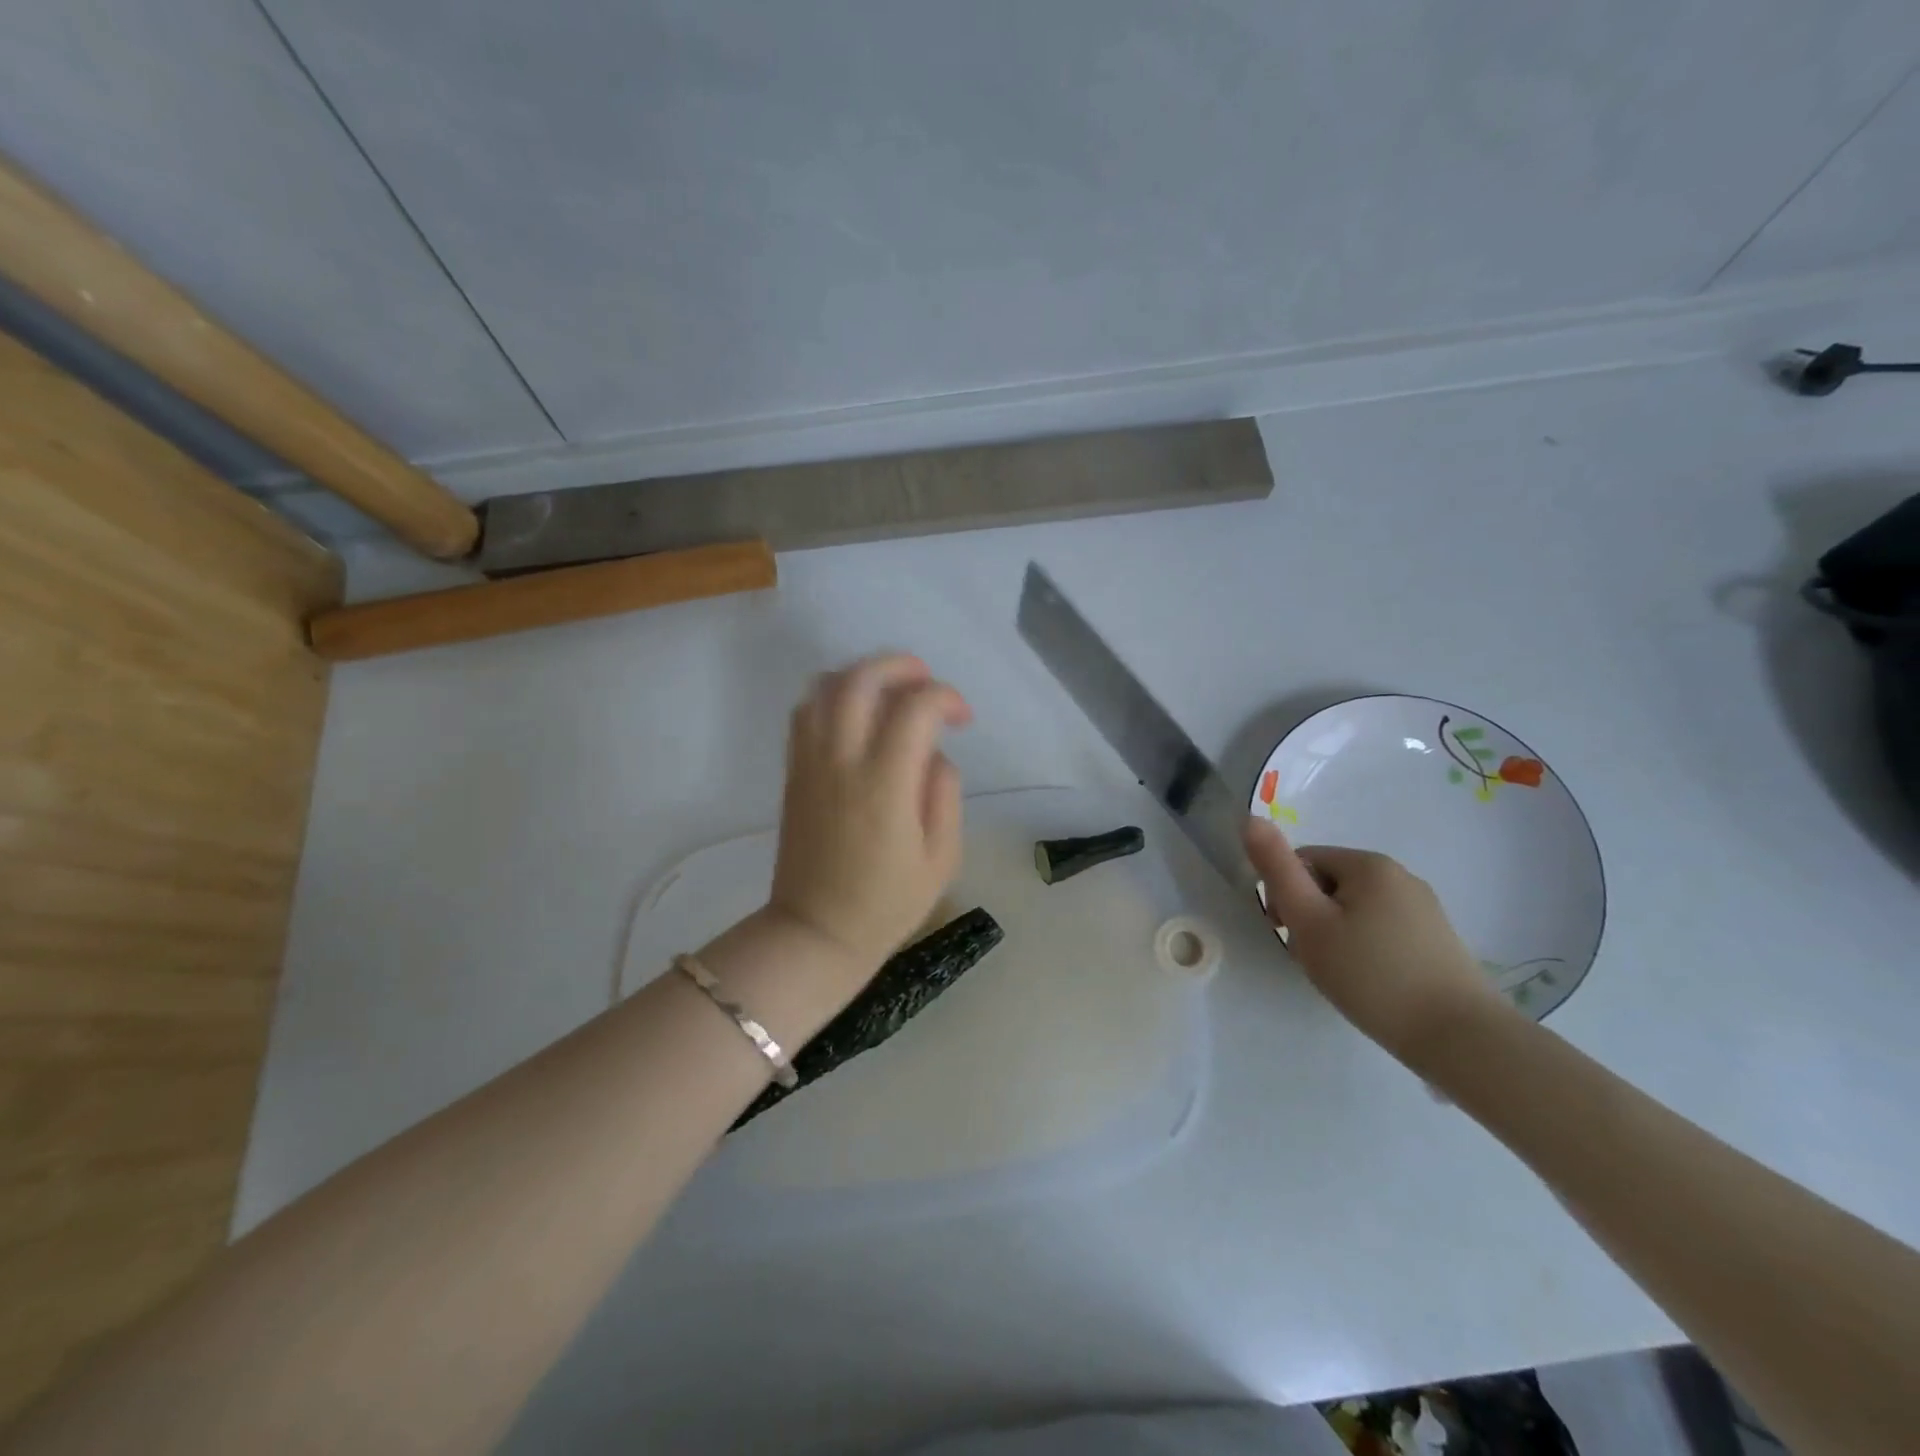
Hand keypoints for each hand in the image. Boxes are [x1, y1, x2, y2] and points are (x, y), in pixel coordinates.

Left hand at [768, 654, 971, 976]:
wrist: (816, 932)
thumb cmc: (888, 904)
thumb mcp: (942, 857)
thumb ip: (944, 793)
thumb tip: (934, 753)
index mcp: (885, 784)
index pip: (915, 708)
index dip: (945, 697)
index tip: (962, 719)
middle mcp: (841, 762)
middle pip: (860, 679)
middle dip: (899, 665)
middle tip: (925, 681)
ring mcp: (810, 764)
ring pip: (824, 687)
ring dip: (861, 675)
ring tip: (890, 690)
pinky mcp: (793, 773)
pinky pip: (804, 713)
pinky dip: (832, 696)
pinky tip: (856, 715)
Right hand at [1242, 818, 1500, 1058]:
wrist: (1459, 1037)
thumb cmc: (1370, 974)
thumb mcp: (1309, 920)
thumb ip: (1277, 868)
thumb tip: (1250, 818)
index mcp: (1368, 864)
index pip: (1303, 861)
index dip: (1284, 895)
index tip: (1286, 933)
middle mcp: (1400, 875)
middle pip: (1329, 884)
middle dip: (1310, 916)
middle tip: (1311, 958)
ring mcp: (1423, 908)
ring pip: (1354, 910)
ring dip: (1335, 934)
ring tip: (1339, 974)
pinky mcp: (1436, 939)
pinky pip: (1381, 930)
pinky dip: (1364, 949)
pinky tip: (1368, 981)